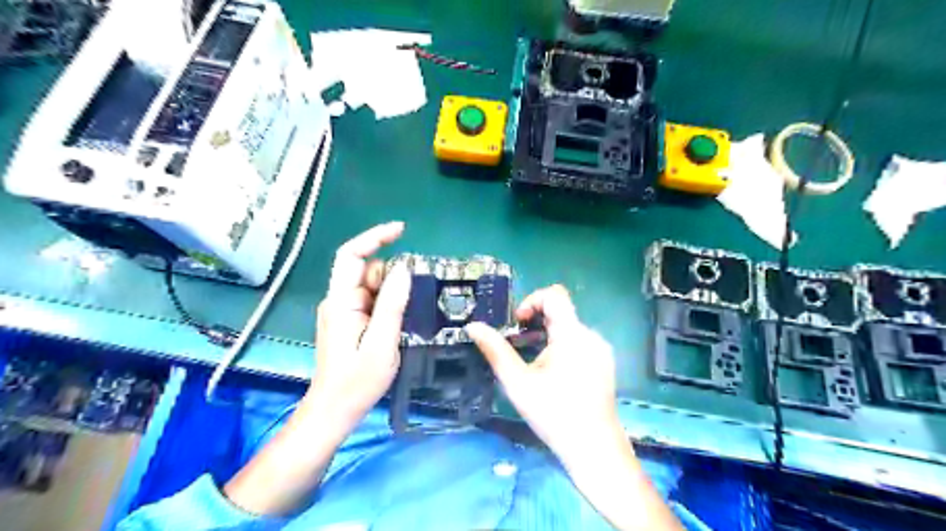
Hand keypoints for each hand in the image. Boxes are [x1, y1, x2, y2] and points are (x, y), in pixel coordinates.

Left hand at [309, 223, 412, 423]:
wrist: (334, 410)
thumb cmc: (357, 381)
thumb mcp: (382, 343)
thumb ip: (392, 305)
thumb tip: (404, 269)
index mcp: (341, 302)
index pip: (351, 256)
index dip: (374, 237)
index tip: (401, 230)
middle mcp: (338, 300)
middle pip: (366, 271)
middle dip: (391, 277)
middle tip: (411, 301)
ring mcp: (343, 311)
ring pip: (371, 286)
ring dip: (391, 294)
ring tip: (404, 320)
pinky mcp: (349, 321)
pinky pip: (371, 301)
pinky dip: (387, 304)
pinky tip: (397, 323)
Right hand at [464, 289, 627, 465]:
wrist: (593, 448)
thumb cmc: (553, 414)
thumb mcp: (518, 382)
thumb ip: (495, 350)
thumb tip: (473, 326)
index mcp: (572, 335)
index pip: (555, 295)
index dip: (532, 300)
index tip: (518, 323)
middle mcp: (591, 335)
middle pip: (561, 311)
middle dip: (536, 323)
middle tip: (521, 346)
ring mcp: (601, 349)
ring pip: (569, 327)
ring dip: (548, 336)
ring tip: (536, 365)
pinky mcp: (605, 362)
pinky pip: (580, 341)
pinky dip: (562, 347)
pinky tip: (555, 375)